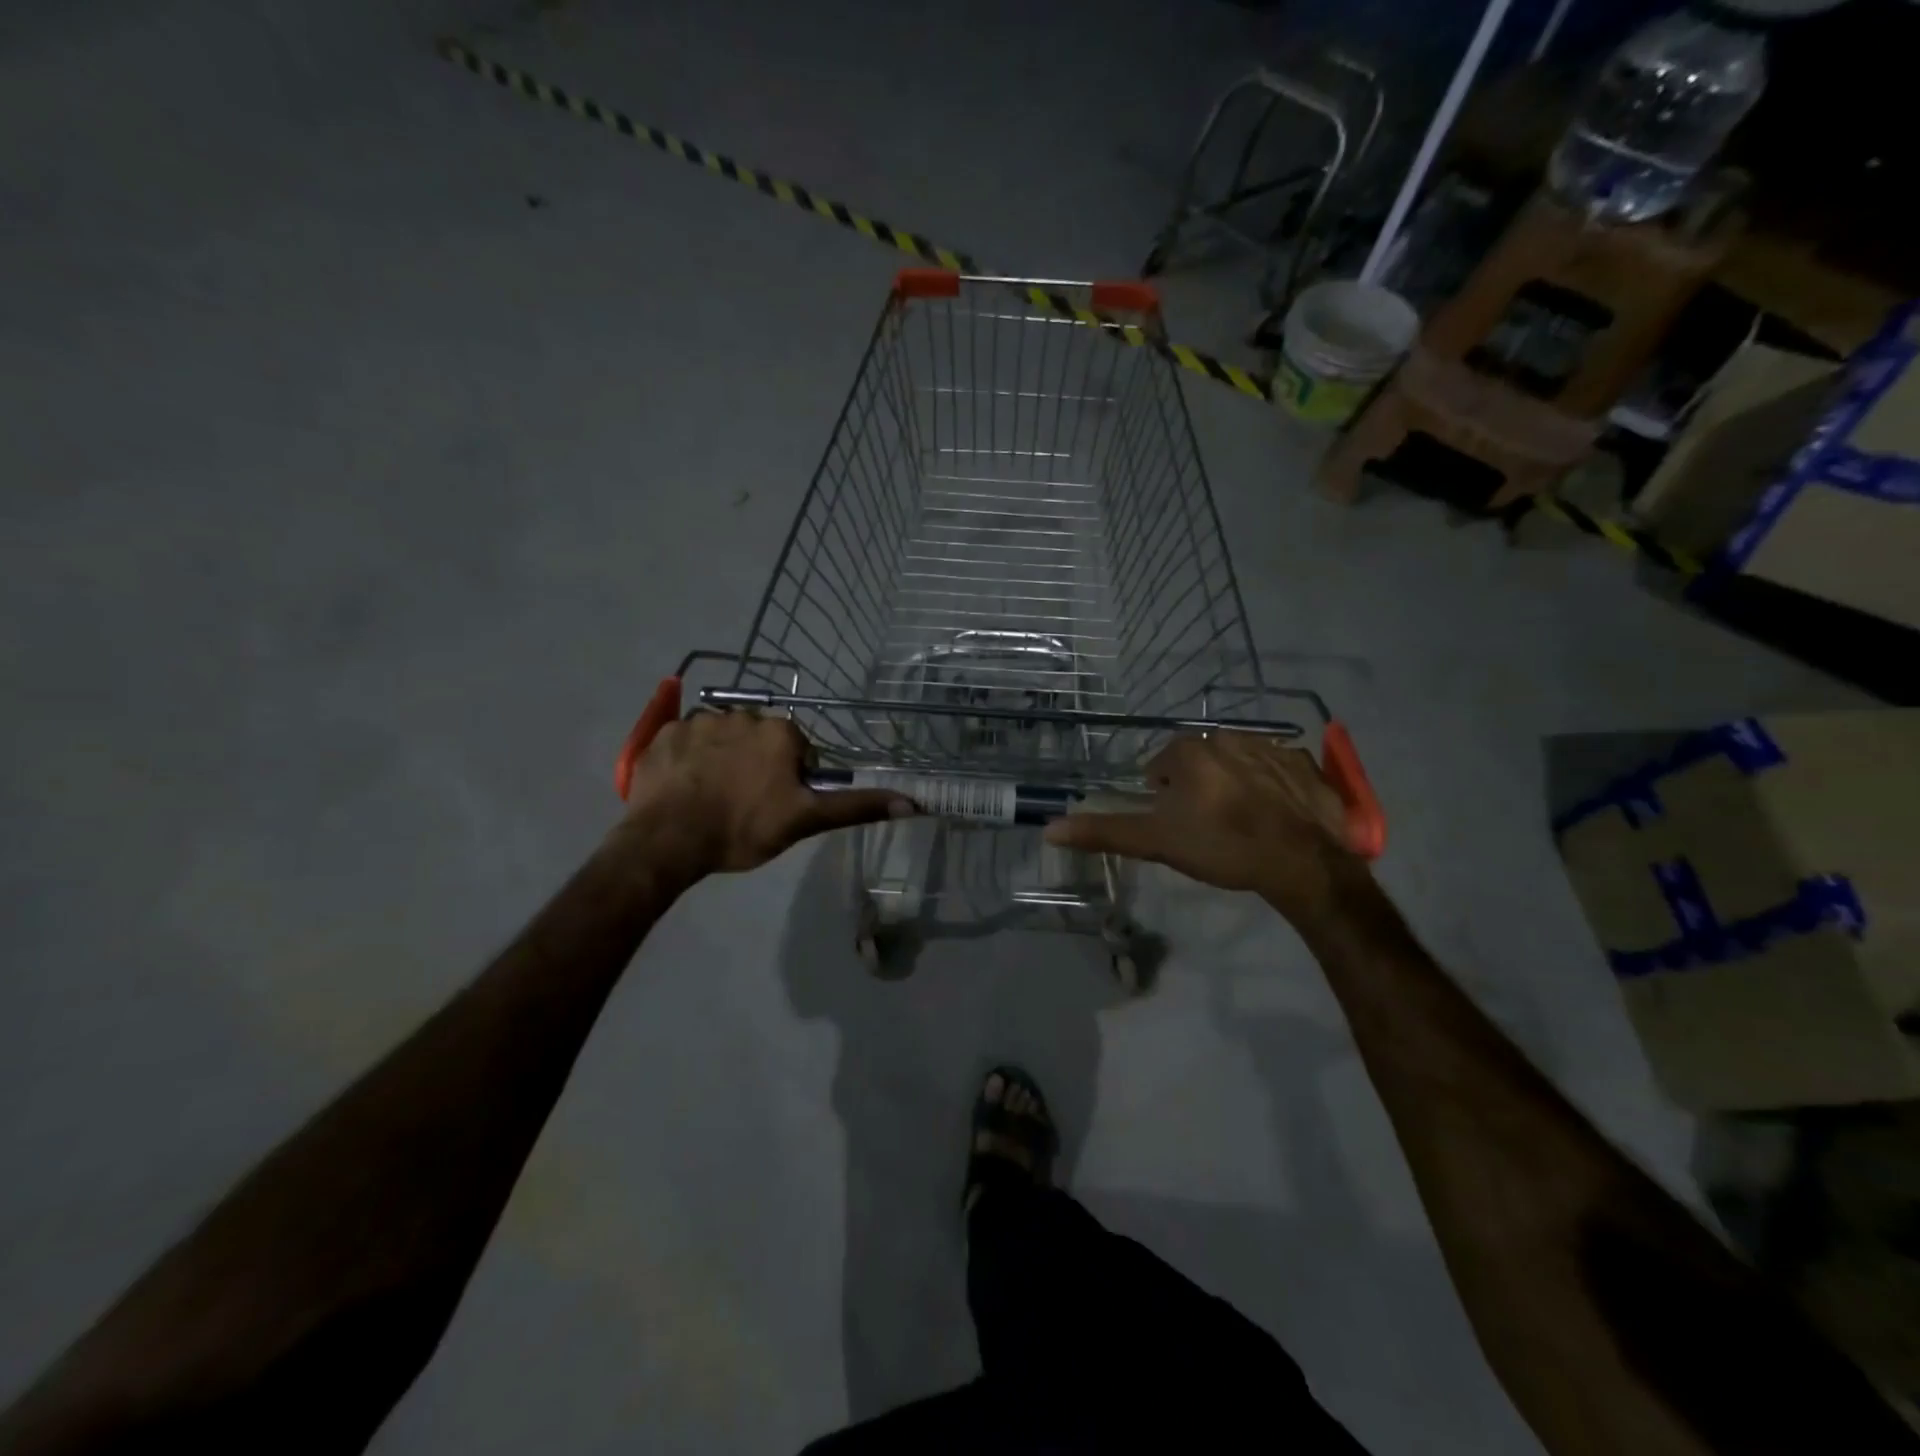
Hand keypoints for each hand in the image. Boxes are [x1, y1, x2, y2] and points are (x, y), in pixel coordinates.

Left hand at [616, 711, 912, 879]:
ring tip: (710, 797)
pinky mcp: (665, 733)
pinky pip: (685, 739)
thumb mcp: (805, 821)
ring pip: (722, 737)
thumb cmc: (743, 828)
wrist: (668, 840)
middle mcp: (743, 714)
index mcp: (780, 732)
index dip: (790, 777)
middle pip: (759, 738)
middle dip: (756, 763)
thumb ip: (856, 806)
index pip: (797, 748)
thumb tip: (913, 801)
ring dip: (722, 758)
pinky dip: (688, 758)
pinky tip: (684, 786)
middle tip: (744, 803)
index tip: (776, 804)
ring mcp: (699, 721)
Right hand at [1043, 733, 1367, 926]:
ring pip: (1238, 762)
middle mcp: (1228, 737)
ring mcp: (1272, 747)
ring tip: (1242, 823)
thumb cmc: (1221, 846)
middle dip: (1199, 787)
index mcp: (1190, 750)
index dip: (1164, 796)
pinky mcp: (1306, 764)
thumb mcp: (1156, 842)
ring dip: (1234, 784)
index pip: (1162, 766)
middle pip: (1200, 761)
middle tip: (1207, 825)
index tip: (1175, 823)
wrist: (1302, 863)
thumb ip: (1104, 832)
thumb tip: (1049, 829)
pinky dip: (1273, 787)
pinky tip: (1276, 816)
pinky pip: (1279, 769)